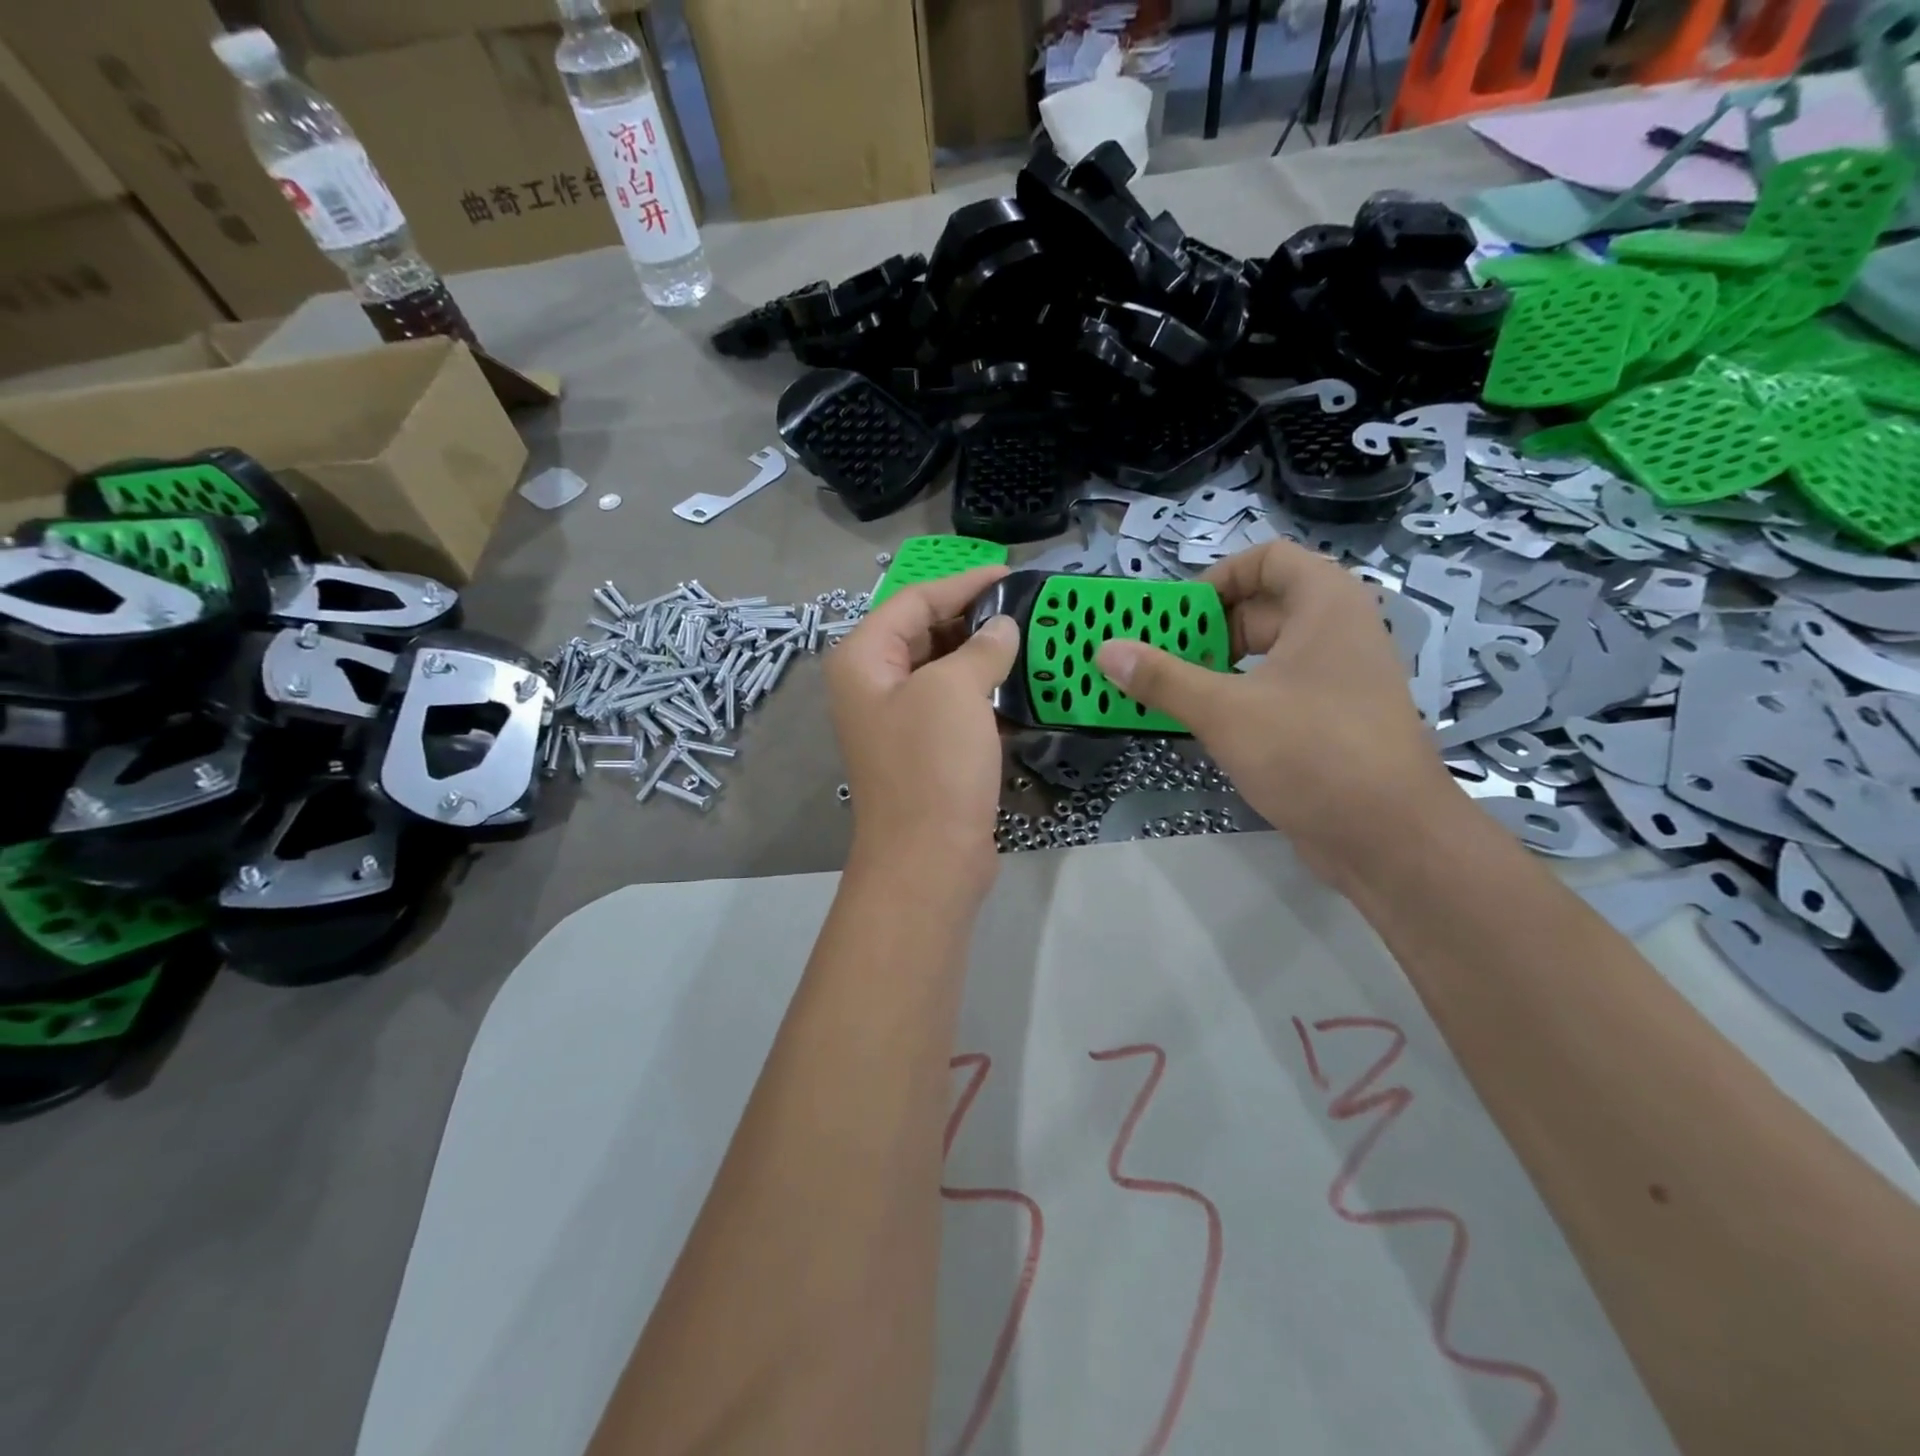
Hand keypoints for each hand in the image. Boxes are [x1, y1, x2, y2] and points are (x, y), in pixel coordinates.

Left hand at [826, 566, 1019, 895]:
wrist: (929, 860)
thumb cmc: (932, 765)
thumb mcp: (955, 691)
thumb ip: (981, 647)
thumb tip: (1003, 626)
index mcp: (864, 659)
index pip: (914, 600)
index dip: (963, 583)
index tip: (1012, 574)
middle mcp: (873, 685)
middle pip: (926, 632)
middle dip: (975, 618)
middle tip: (1027, 608)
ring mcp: (898, 721)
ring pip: (943, 671)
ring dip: (984, 656)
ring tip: (1032, 641)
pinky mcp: (925, 751)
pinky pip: (954, 706)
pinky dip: (984, 693)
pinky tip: (1021, 687)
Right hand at [1096, 540, 1455, 886]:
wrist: (1390, 838)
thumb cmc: (1312, 753)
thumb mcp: (1225, 711)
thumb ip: (1162, 679)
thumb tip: (1105, 651)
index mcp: (1325, 605)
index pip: (1268, 558)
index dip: (1218, 578)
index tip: (1178, 617)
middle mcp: (1338, 631)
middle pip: (1262, 607)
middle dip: (1207, 630)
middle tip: (1159, 659)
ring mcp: (1338, 679)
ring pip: (1267, 654)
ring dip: (1217, 667)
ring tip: (1170, 692)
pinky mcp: (1332, 721)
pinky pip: (1277, 691)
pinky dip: (1239, 698)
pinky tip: (1205, 726)